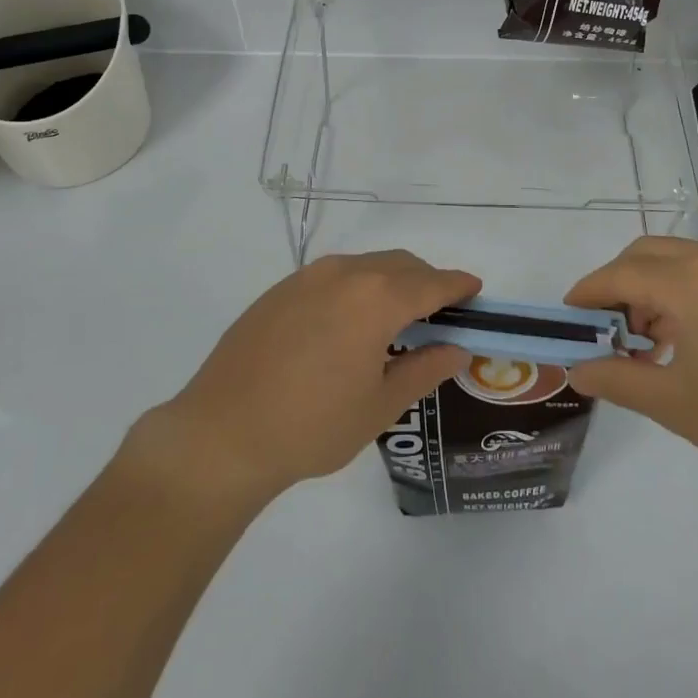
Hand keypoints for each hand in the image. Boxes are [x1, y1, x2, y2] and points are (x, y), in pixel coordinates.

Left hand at [136, 251, 476, 508]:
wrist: (222, 433)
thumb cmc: (312, 425)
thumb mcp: (380, 405)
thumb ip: (424, 370)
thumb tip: (457, 349)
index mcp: (376, 298)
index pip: (431, 282)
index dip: (457, 284)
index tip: (475, 289)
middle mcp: (344, 274)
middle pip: (400, 264)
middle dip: (426, 280)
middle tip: (439, 313)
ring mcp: (307, 277)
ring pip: (365, 265)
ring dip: (390, 281)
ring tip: (395, 318)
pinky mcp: (279, 290)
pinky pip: (333, 276)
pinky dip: (356, 287)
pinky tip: (348, 323)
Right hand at [565, 237, 697, 497]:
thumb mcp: (676, 405)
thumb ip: (619, 380)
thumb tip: (577, 370)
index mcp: (689, 283)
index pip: (619, 275)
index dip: (587, 294)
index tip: (567, 317)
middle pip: (645, 255)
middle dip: (616, 285)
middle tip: (607, 331)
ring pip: (676, 259)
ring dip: (650, 288)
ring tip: (649, 342)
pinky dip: (681, 290)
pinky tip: (688, 338)